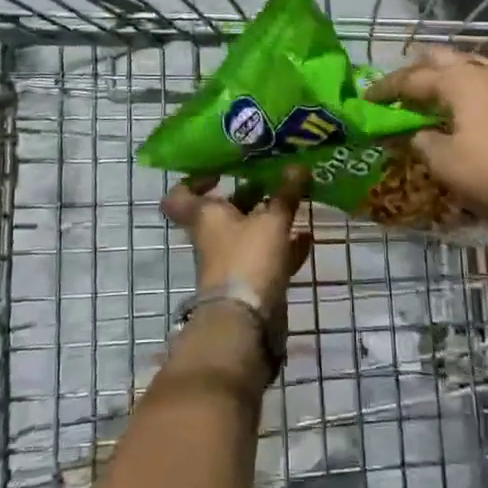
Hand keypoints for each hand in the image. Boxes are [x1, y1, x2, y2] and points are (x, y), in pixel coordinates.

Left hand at [162, 164, 313, 307]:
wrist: (245, 322)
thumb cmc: (247, 258)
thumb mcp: (271, 220)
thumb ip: (285, 194)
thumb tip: (298, 164)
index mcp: (204, 216)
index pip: (180, 195)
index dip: (194, 180)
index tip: (220, 171)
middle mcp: (212, 236)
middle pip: (223, 211)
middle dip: (247, 195)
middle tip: (271, 177)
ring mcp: (231, 261)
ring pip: (247, 233)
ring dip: (268, 219)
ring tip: (293, 200)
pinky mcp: (250, 282)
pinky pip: (268, 257)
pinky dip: (285, 246)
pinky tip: (307, 235)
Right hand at [367, 45, 487, 238]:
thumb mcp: (442, 162)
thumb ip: (422, 140)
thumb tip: (418, 133)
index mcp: (459, 81)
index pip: (412, 78)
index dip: (387, 88)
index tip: (369, 97)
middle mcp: (486, 71)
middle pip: (443, 59)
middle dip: (419, 69)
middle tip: (403, 86)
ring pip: (474, 64)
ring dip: (452, 73)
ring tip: (439, 88)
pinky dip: (484, 83)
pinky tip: (484, 93)